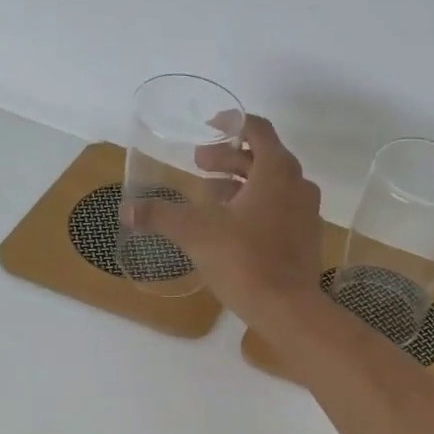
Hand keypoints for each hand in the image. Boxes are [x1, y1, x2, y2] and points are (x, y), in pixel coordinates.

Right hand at [126, 115, 324, 325]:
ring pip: (273, 186)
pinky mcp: (307, 240)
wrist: (287, 309)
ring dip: (242, 184)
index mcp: (277, 170)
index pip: (258, 129)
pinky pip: (281, 211)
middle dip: (229, 159)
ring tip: (210, 196)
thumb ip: (161, 216)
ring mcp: (307, 214)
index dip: (232, 124)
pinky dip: (257, 207)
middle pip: (263, 158)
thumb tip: (126, 210)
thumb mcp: (195, 233)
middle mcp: (298, 185)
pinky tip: (232, 228)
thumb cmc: (244, 260)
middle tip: (198, 165)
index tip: (209, 128)